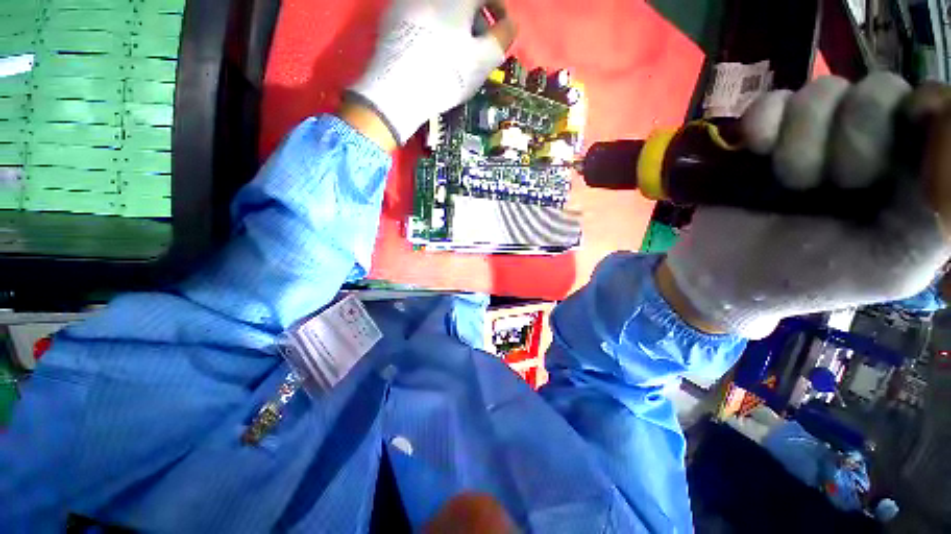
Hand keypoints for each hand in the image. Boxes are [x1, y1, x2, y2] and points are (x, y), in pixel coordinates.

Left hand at [349, 0, 515, 144]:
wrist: (397, 91)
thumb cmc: (445, 75)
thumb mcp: (483, 61)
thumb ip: (501, 38)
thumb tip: (509, 25)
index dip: (498, 10)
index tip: (500, 28)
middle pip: (462, 2)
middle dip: (475, 19)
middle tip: (478, 45)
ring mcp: (409, 1)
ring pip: (441, 7)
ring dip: (455, 23)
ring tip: (455, 52)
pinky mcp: (392, 17)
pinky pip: (422, 15)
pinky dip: (434, 27)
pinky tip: (432, 51)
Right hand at [664, 73, 950, 338]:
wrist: (726, 275)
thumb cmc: (810, 276)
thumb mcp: (893, 266)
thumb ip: (941, 213)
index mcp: (909, 171)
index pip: (937, 106)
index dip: (924, 111)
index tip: (905, 136)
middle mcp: (868, 141)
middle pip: (882, 89)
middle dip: (855, 139)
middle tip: (836, 185)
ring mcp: (812, 133)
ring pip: (825, 89)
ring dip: (802, 141)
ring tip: (789, 183)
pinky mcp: (764, 134)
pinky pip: (772, 100)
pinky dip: (762, 125)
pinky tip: (755, 152)